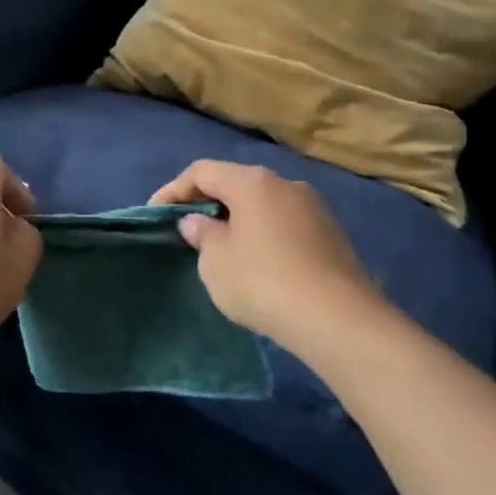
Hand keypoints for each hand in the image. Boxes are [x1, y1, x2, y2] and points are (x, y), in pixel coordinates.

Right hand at [150, 161, 392, 357]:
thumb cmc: (262, 281)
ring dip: (237, 220)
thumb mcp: (215, 261)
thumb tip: (199, 222)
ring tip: (220, 248)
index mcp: (252, 182)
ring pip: (262, 205)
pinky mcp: (333, 237)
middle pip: (235, 184)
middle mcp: (286, 184)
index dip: (173, 190)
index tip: (155, 214)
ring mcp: (314, 209)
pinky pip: (284, 226)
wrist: (340, 322)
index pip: (202, 172)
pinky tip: (256, 264)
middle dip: (207, 203)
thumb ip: (201, 234)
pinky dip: (262, 236)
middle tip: (187, 229)